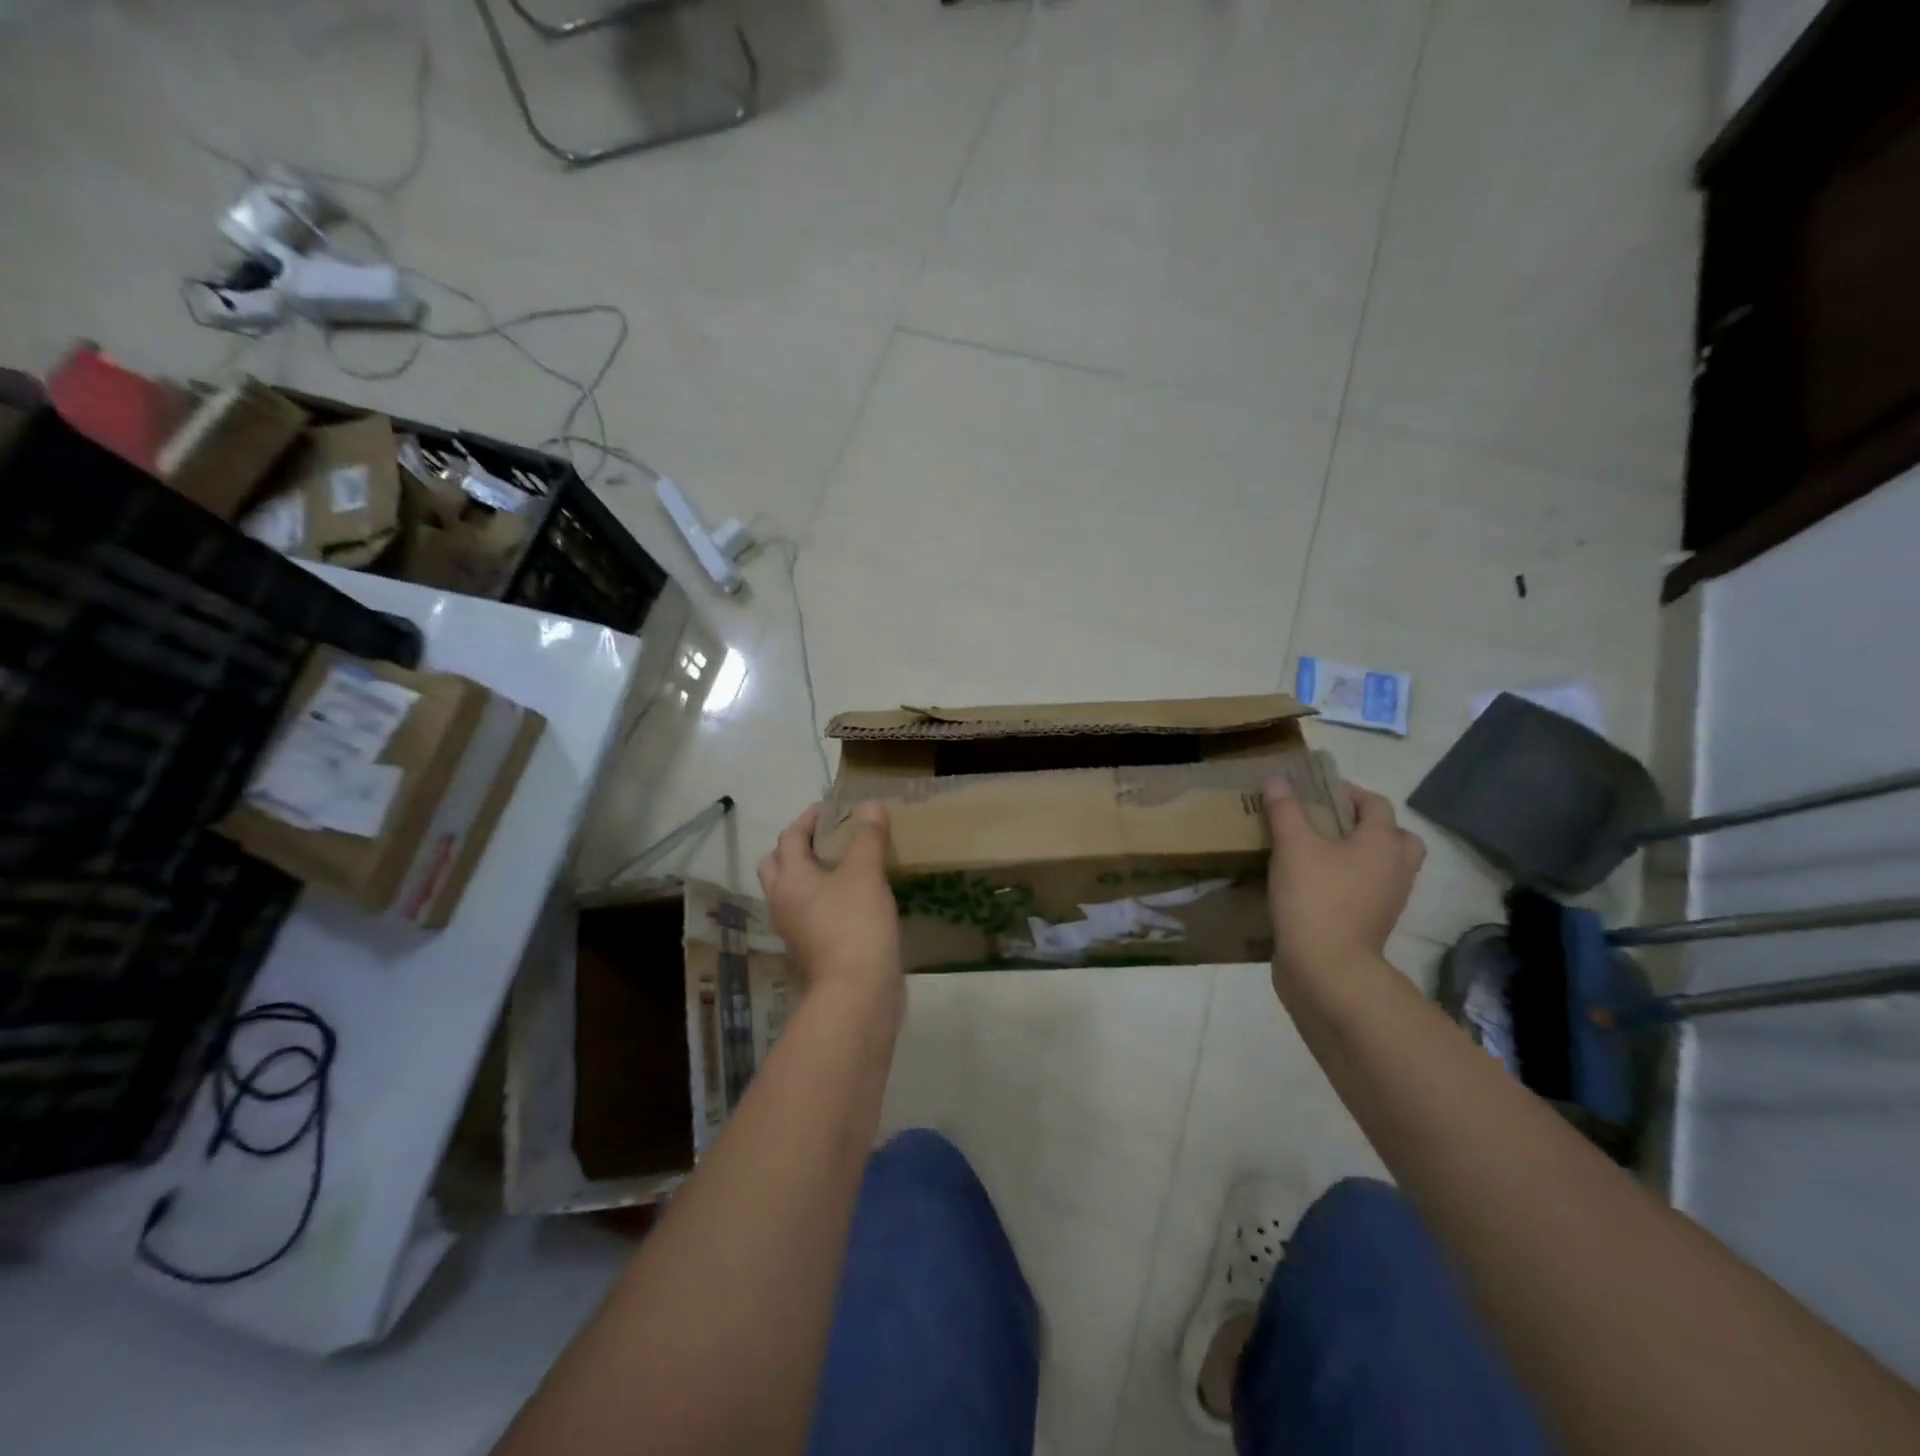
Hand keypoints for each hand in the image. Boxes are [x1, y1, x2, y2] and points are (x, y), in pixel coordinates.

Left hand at [758, 802, 901, 1005]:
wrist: (857, 991)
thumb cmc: (856, 923)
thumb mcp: (866, 873)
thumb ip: (867, 837)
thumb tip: (870, 805)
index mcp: (789, 878)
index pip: (790, 837)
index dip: (808, 818)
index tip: (830, 808)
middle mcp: (782, 901)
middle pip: (778, 865)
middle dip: (797, 846)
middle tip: (827, 837)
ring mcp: (793, 929)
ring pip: (791, 892)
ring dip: (808, 874)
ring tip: (841, 865)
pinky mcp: (809, 949)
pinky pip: (808, 914)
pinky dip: (822, 899)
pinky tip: (851, 899)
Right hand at [1263, 778, 1424, 985]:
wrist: (1327, 968)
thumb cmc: (1315, 897)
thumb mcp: (1293, 846)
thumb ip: (1285, 809)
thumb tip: (1276, 779)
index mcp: (1383, 842)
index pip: (1375, 803)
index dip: (1347, 792)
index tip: (1313, 791)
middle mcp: (1396, 868)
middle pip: (1393, 836)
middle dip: (1364, 825)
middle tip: (1327, 824)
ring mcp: (1388, 899)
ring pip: (1381, 865)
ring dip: (1356, 855)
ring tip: (1316, 852)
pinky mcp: (1372, 923)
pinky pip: (1366, 890)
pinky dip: (1347, 881)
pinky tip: (1312, 882)